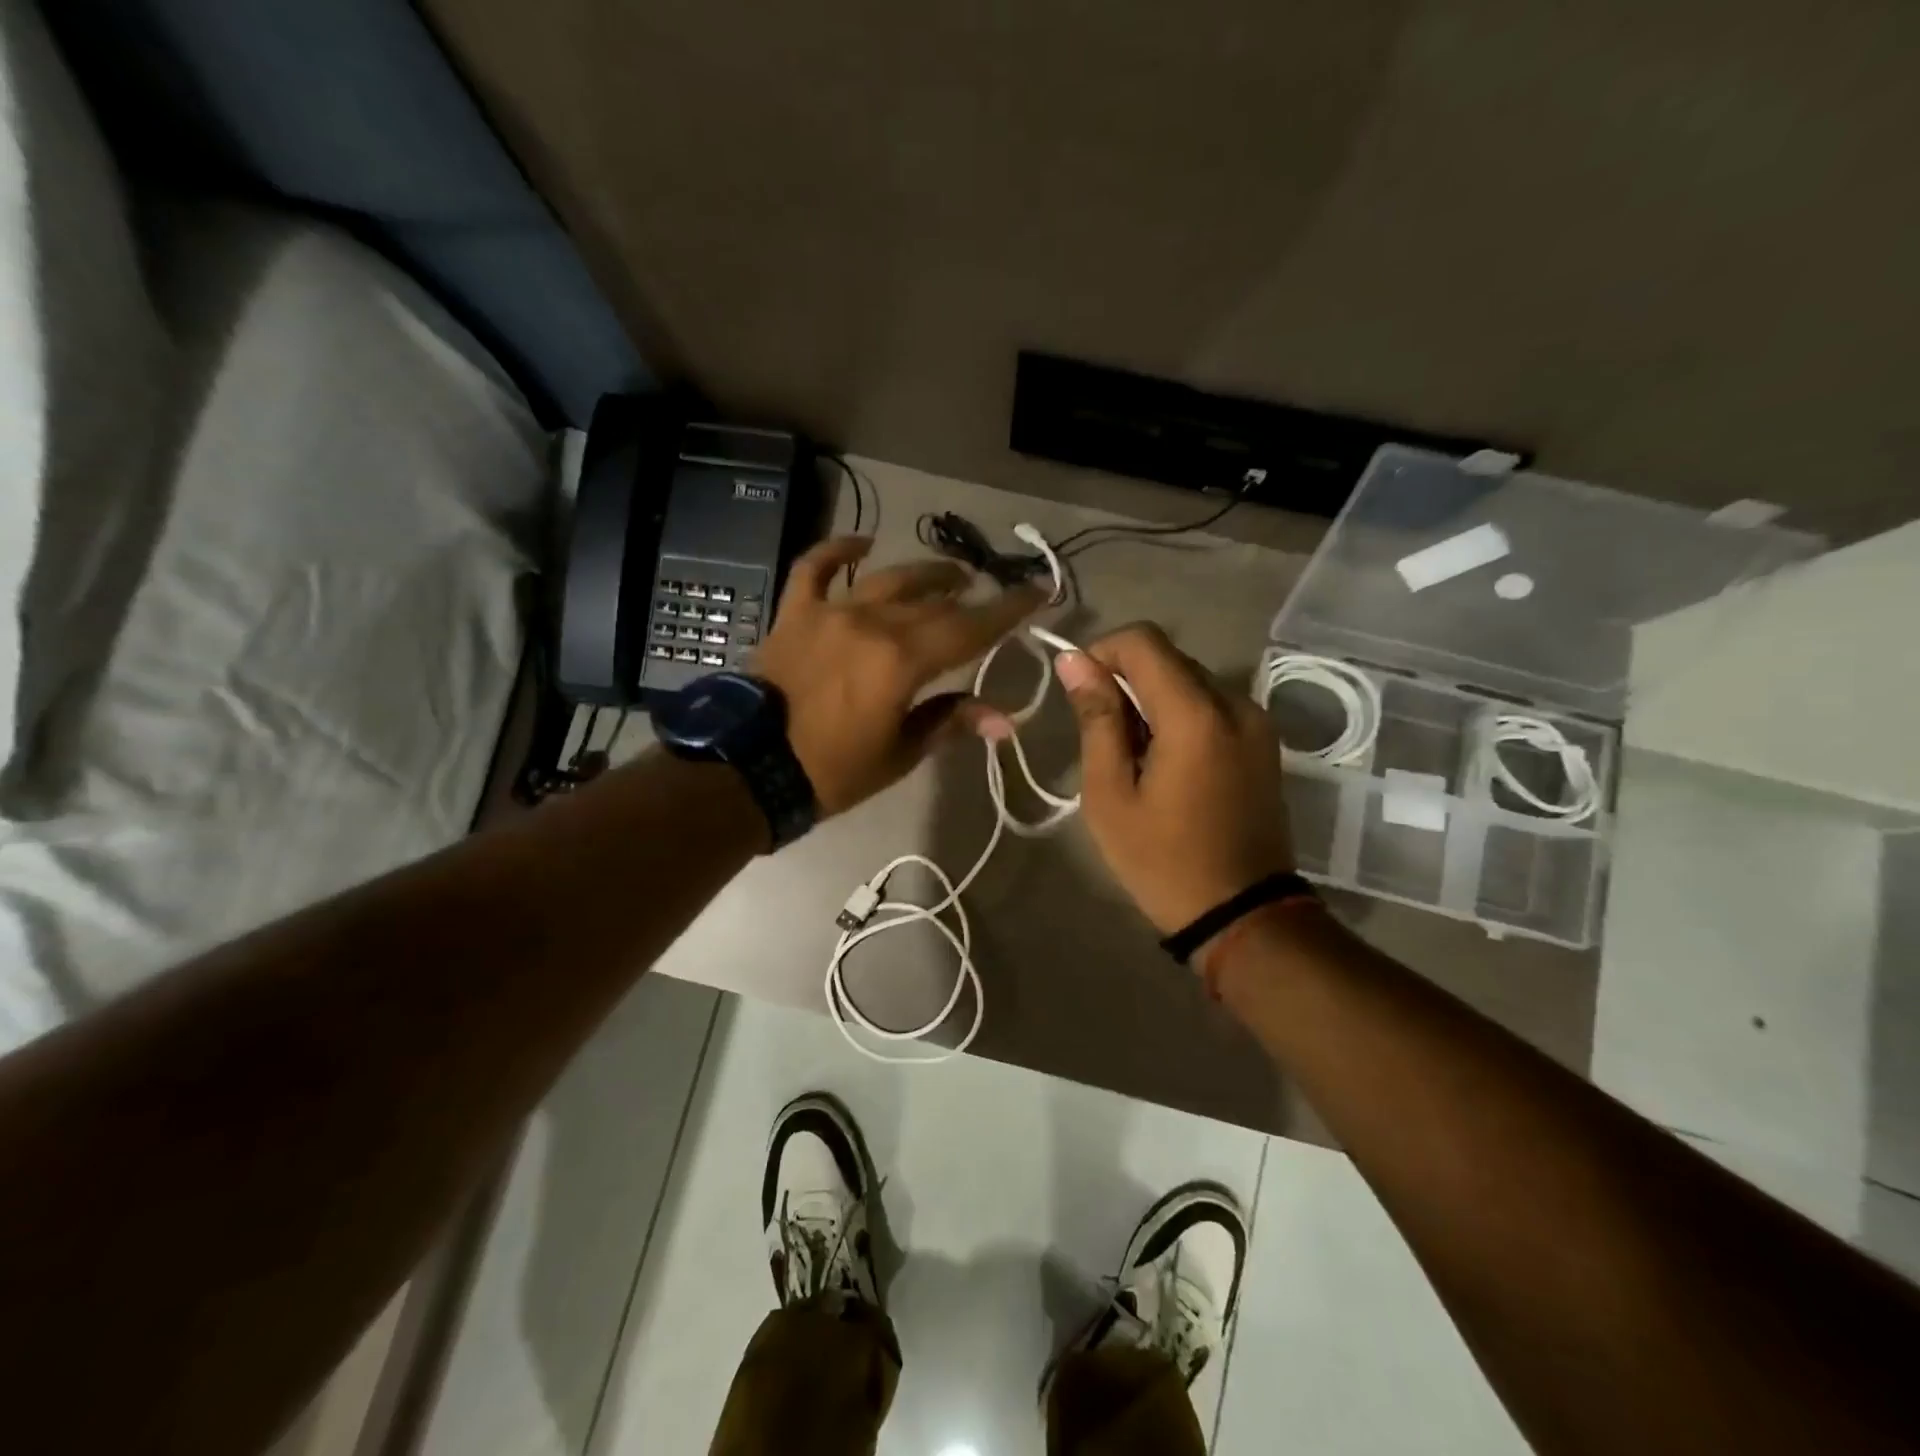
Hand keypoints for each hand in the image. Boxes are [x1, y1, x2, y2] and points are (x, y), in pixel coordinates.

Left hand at [753, 536, 1043, 815]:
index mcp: (903, 660)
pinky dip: (837, 551)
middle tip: (988, 594)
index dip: (1008, 611)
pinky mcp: (796, 613)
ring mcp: (830, 612)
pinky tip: (861, 544)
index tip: (1038, 592)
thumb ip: (950, 721)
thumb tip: (1006, 720)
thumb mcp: (900, 754)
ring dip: (923, 574)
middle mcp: (872, 623)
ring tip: (948, 575)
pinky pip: (815, 568)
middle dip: (969, 596)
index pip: (970, 628)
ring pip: (887, 579)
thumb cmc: (833, 771)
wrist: (750, 769)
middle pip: (934, 601)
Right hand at [1058, 623, 1293, 934]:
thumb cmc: (1162, 860)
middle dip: (1125, 681)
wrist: (1242, 914)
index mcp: (1196, 715)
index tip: (1080, 692)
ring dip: (1152, 701)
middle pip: (1168, 658)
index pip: (1142, 641)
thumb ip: (1096, 719)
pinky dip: (1180, 716)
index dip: (1101, 652)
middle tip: (1102, 737)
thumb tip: (1074, 661)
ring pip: (1189, 680)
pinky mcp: (1264, 740)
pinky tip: (1166, 763)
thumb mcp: (1110, 794)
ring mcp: (1257, 721)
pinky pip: (1212, 705)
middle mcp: (1235, 703)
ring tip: (1134, 758)